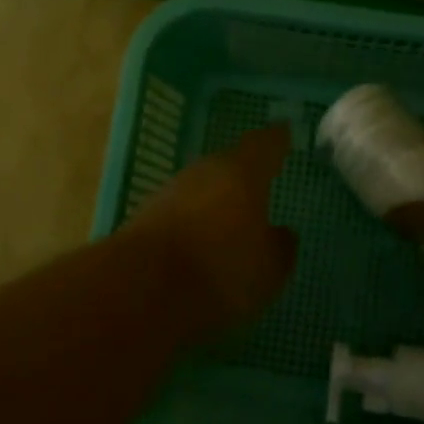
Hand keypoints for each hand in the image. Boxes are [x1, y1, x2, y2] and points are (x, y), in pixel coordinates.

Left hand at [128, 125, 298, 332]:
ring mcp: (169, 193)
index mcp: (241, 172)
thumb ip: (279, 246)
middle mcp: (203, 172)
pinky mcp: (144, 218)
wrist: (139, 290)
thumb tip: (281, 233)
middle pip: (228, 165)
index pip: (265, 144)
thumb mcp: (268, 269)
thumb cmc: (220, 271)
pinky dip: (193, 224)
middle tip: (260, 184)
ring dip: (215, 201)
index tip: (284, 133)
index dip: (277, 139)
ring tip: (231, 221)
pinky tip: (201, 246)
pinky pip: (180, 214)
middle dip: (243, 175)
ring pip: (201, 189)